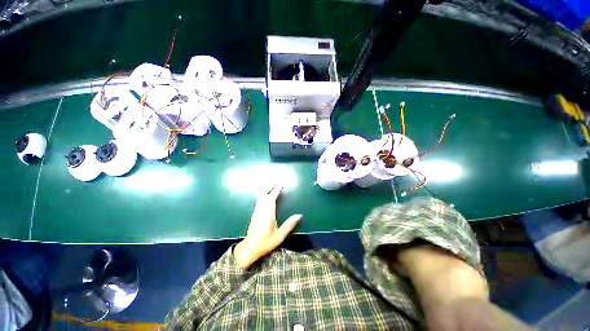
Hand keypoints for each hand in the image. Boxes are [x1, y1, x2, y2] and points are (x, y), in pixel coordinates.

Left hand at [233, 182, 301, 268]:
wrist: (249, 249)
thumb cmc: (265, 242)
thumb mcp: (280, 236)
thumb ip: (289, 225)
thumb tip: (299, 215)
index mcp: (268, 214)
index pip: (271, 198)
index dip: (276, 190)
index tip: (281, 183)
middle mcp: (261, 210)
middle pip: (263, 194)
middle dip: (269, 186)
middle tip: (276, 181)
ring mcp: (256, 211)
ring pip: (260, 196)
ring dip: (266, 189)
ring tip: (273, 185)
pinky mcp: (255, 213)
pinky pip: (259, 200)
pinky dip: (263, 194)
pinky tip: (267, 194)